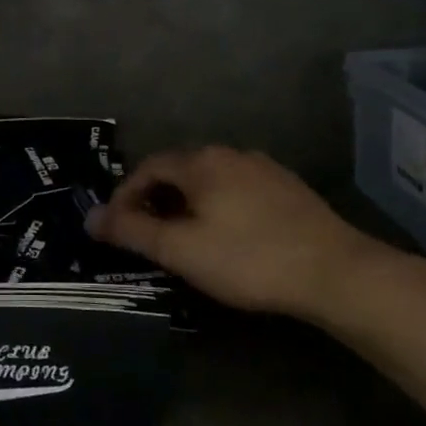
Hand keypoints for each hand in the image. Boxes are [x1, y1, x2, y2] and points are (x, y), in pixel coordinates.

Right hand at [88, 146, 398, 323]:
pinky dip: (218, 207)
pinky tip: (228, 237)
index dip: (125, 195)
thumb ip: (132, 231)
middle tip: (147, 237)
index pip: (147, 168)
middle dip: (156, 200)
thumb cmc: (248, 259)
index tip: (117, 228)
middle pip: (179, 170)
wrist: (336, 272)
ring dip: (188, 205)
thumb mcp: (180, 250)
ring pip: (210, 181)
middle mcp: (230, 153)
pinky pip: (238, 190)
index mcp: (201, 161)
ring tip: (184, 240)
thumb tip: (89, 217)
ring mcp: (264, 168)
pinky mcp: (288, 189)